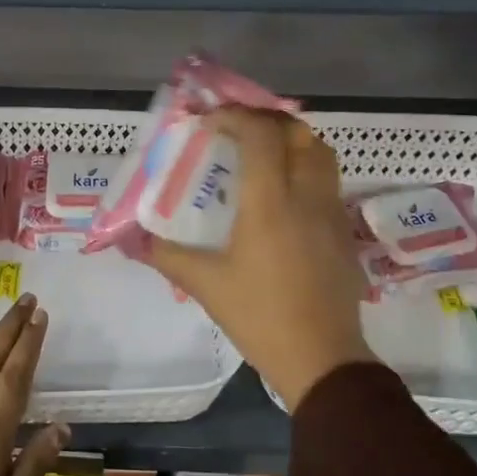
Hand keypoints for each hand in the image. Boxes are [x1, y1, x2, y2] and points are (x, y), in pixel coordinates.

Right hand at [148, 107, 372, 409]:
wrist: (322, 358)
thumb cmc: (260, 316)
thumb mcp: (205, 285)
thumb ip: (167, 255)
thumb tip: (133, 240)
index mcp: (271, 203)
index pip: (261, 134)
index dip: (234, 117)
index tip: (209, 124)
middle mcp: (307, 195)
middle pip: (297, 132)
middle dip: (264, 119)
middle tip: (234, 130)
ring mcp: (331, 211)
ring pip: (320, 151)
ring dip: (290, 139)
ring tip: (261, 152)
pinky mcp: (343, 230)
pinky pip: (327, 178)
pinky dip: (305, 165)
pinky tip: (282, 192)